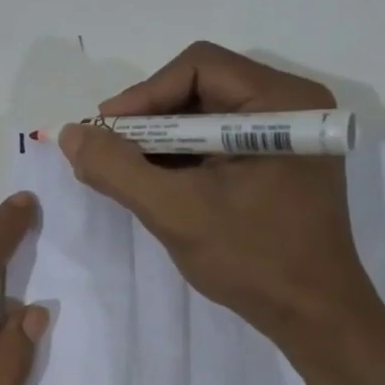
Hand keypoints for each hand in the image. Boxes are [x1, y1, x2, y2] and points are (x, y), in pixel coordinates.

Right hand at [59, 42, 381, 340]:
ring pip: (206, 115)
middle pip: (201, 87)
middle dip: (149, 120)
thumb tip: (70, 134)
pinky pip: (219, 141)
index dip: (144, 95)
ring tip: (125, 171)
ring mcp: (287, 135)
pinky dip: (183, 157)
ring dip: (162, 140)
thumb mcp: (175, 211)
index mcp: (281, 102)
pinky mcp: (279, 161)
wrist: (314, 317)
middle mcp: (290, 105)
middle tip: (110, 151)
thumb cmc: (253, 259)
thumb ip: (117, 169)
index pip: (198, 68)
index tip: (106, 132)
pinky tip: (155, 183)